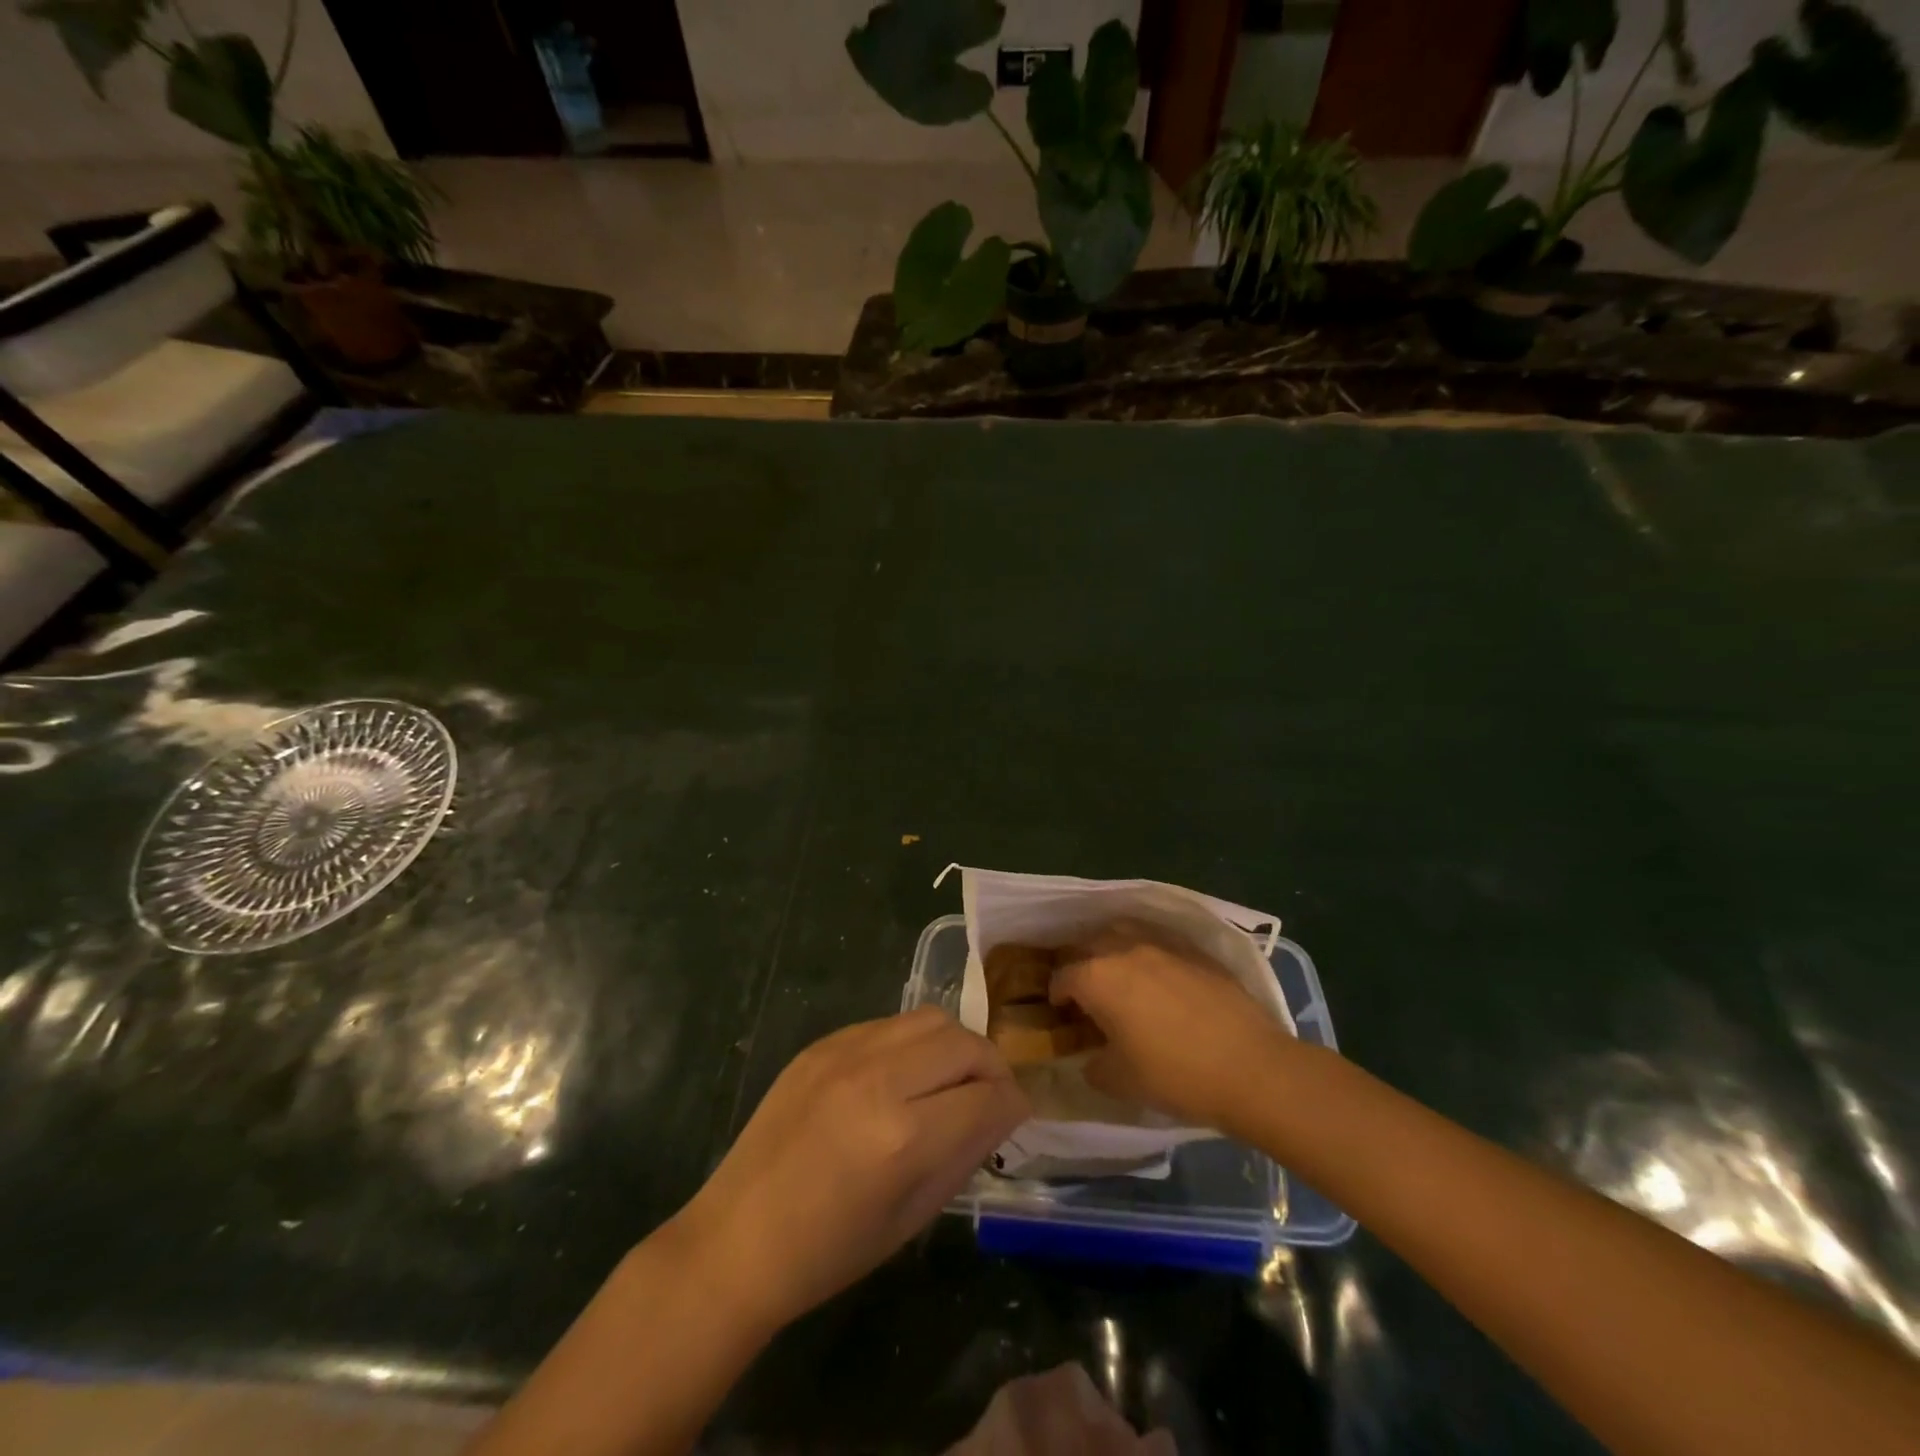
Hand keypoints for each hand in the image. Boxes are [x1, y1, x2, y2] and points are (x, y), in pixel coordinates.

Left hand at [673, 1008, 1028, 1333]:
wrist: (738, 1238)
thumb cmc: (829, 1251)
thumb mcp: (912, 1217)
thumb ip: (964, 1153)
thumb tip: (1001, 1112)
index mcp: (903, 1137)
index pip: (988, 1097)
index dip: (1013, 1106)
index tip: (1015, 1116)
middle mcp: (879, 1079)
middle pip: (965, 1043)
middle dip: (991, 1068)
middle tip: (988, 1096)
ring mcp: (846, 1052)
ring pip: (930, 1019)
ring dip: (954, 1046)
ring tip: (948, 1079)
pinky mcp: (823, 1042)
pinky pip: (889, 1024)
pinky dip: (912, 1043)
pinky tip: (901, 1075)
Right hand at [1051, 920, 1296, 1131]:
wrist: (1250, 1067)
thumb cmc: (1176, 1075)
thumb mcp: (1120, 1082)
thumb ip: (1094, 1065)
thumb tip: (1091, 1057)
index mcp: (1098, 978)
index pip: (1063, 977)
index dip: (1057, 995)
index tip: (1061, 1012)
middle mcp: (1125, 949)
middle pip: (1089, 944)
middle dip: (1080, 963)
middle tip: (1086, 990)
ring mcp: (1163, 945)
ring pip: (1124, 931)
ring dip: (1112, 947)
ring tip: (1118, 972)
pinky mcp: (1195, 950)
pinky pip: (1159, 940)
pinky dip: (1148, 951)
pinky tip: (1158, 975)